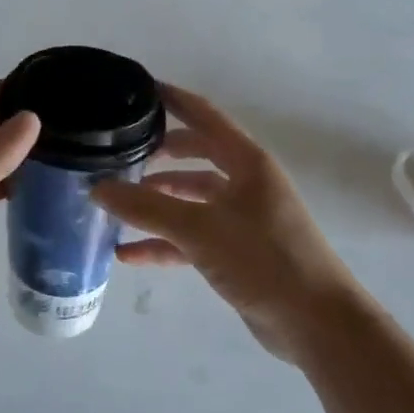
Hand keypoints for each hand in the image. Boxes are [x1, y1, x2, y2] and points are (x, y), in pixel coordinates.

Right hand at [92, 84, 364, 362]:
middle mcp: (246, 182)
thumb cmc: (264, 259)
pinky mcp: (237, 252)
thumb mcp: (200, 229)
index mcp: (247, 161)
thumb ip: (146, 208)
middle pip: (196, 155)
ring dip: (157, 200)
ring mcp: (242, 218)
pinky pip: (192, 237)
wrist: (317, 324)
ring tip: (116, 203)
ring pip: (191, 198)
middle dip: (159, 153)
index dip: (173, 99)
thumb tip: (96, 188)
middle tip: (120, 151)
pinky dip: (163, 242)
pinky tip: (128, 254)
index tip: (138, 89)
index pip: (204, 115)